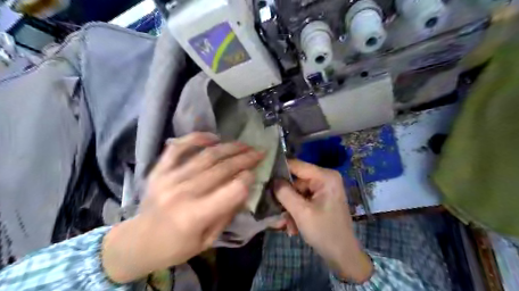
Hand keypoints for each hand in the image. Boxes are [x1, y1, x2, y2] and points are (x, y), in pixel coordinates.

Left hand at [103, 133, 263, 282]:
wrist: (137, 242)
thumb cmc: (176, 246)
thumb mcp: (208, 239)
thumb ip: (227, 212)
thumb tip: (245, 188)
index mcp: (196, 215)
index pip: (232, 190)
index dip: (248, 179)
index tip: (256, 173)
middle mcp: (183, 193)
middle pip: (222, 168)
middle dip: (245, 158)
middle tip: (259, 152)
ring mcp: (168, 178)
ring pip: (206, 155)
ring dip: (229, 147)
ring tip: (244, 144)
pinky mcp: (159, 170)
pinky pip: (178, 147)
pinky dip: (196, 138)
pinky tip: (213, 137)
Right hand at [275, 160, 372, 281]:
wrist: (343, 256)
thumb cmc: (325, 232)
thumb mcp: (301, 212)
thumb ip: (284, 193)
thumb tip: (272, 180)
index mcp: (325, 176)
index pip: (296, 165)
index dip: (279, 170)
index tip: (263, 178)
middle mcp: (325, 178)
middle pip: (296, 181)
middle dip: (286, 198)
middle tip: (277, 213)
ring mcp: (324, 188)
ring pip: (297, 192)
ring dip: (290, 208)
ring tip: (286, 225)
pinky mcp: (321, 198)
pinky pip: (303, 199)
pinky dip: (297, 211)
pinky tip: (294, 226)